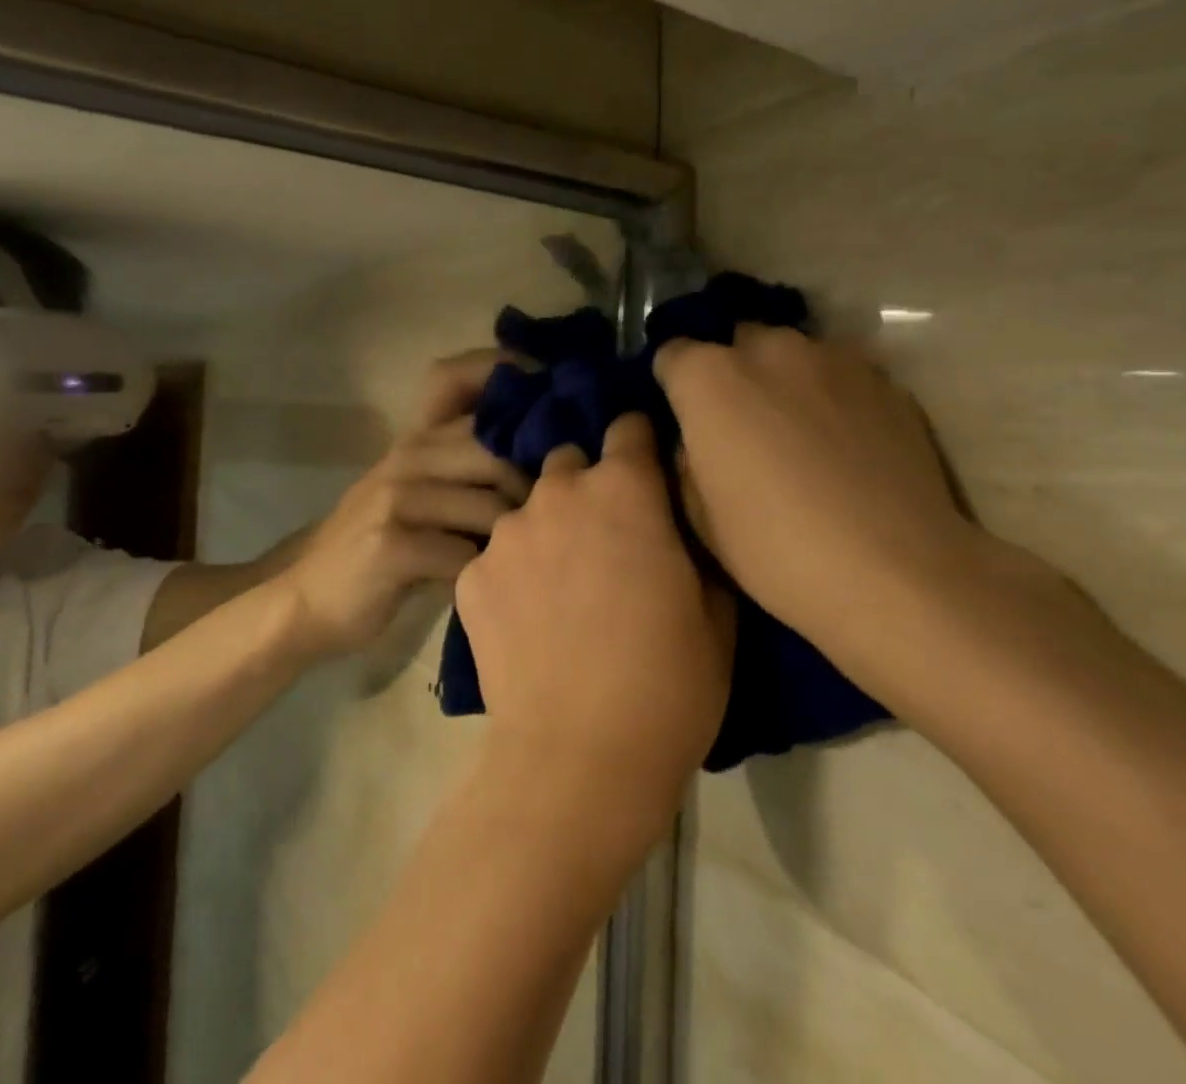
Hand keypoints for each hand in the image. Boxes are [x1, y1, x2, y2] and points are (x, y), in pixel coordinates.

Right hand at [286, 352, 529, 654]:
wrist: (305, 597)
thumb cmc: (378, 545)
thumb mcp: (419, 493)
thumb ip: (466, 468)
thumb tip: (545, 460)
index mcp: (419, 437)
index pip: (461, 379)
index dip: (507, 374)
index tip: (550, 398)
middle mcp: (410, 454)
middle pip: (498, 453)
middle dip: (532, 491)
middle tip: (546, 525)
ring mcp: (398, 496)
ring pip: (491, 507)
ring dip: (511, 542)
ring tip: (513, 564)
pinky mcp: (391, 544)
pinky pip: (464, 555)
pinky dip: (480, 576)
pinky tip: (478, 589)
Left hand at [455, 414, 733, 837]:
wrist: (579, 759)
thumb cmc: (668, 683)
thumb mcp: (715, 610)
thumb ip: (694, 542)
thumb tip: (678, 518)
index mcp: (624, 489)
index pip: (628, 426)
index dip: (640, 444)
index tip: (645, 470)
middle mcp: (558, 492)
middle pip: (571, 462)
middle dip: (588, 486)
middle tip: (603, 537)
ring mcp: (506, 532)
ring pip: (529, 507)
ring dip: (547, 528)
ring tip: (559, 585)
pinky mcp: (470, 575)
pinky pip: (496, 554)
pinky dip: (511, 572)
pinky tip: (525, 619)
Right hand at [655, 327, 986, 647]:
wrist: (896, 574)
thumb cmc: (775, 550)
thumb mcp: (700, 516)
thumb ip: (687, 460)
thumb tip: (696, 442)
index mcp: (710, 377)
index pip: (672, 354)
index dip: (672, 386)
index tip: (682, 419)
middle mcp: (769, 348)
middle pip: (736, 343)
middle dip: (731, 373)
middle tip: (740, 425)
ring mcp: (834, 359)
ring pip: (792, 353)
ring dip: (783, 379)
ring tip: (798, 431)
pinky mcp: (886, 381)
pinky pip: (840, 375)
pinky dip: (831, 396)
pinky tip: (844, 444)